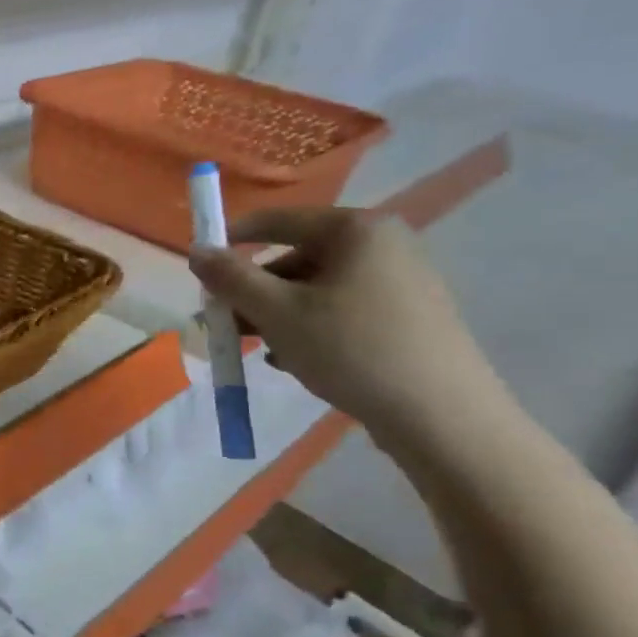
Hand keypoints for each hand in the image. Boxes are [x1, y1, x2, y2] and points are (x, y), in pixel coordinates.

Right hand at [186, 207, 506, 451]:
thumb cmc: (351, 350)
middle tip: (227, 324)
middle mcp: (383, 244)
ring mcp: (401, 280)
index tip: (200, 270)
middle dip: (256, 292)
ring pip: (317, 289)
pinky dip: (312, 329)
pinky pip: (342, 310)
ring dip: (279, 315)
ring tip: (262, 350)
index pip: (277, 221)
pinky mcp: (408, 316)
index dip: (232, 241)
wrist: (441, 415)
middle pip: (296, 258)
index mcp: (356, 230)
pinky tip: (297, 361)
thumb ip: (231, 278)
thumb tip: (196, 251)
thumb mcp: (278, 313)